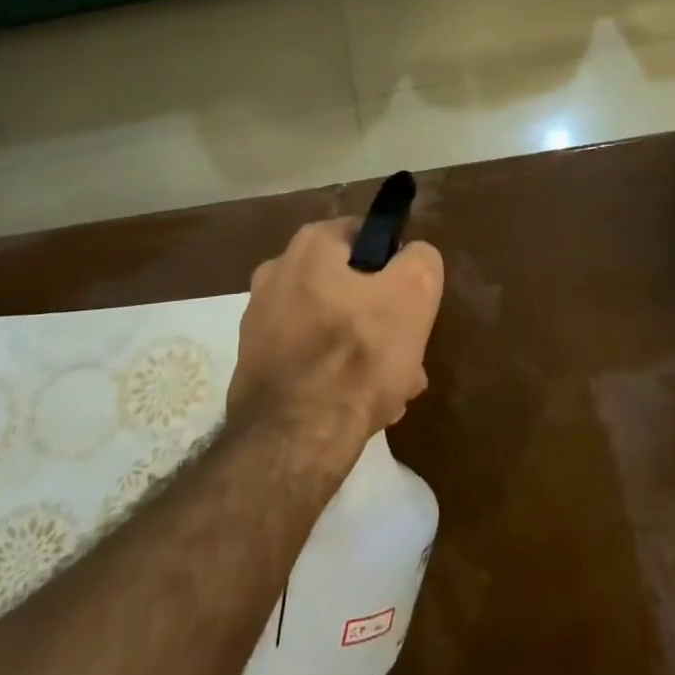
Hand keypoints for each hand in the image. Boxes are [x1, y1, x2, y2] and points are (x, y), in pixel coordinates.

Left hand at [231, 219, 444, 442]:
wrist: (293, 439)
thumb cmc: (358, 354)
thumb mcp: (415, 291)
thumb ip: (420, 259)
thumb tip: (412, 257)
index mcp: (310, 245)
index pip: (367, 236)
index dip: (396, 268)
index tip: (411, 305)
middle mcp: (276, 272)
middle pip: (350, 286)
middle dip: (381, 318)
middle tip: (405, 353)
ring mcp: (260, 320)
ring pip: (332, 326)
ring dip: (362, 351)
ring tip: (390, 389)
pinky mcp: (255, 364)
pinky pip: (309, 357)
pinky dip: (333, 374)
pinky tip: (357, 405)